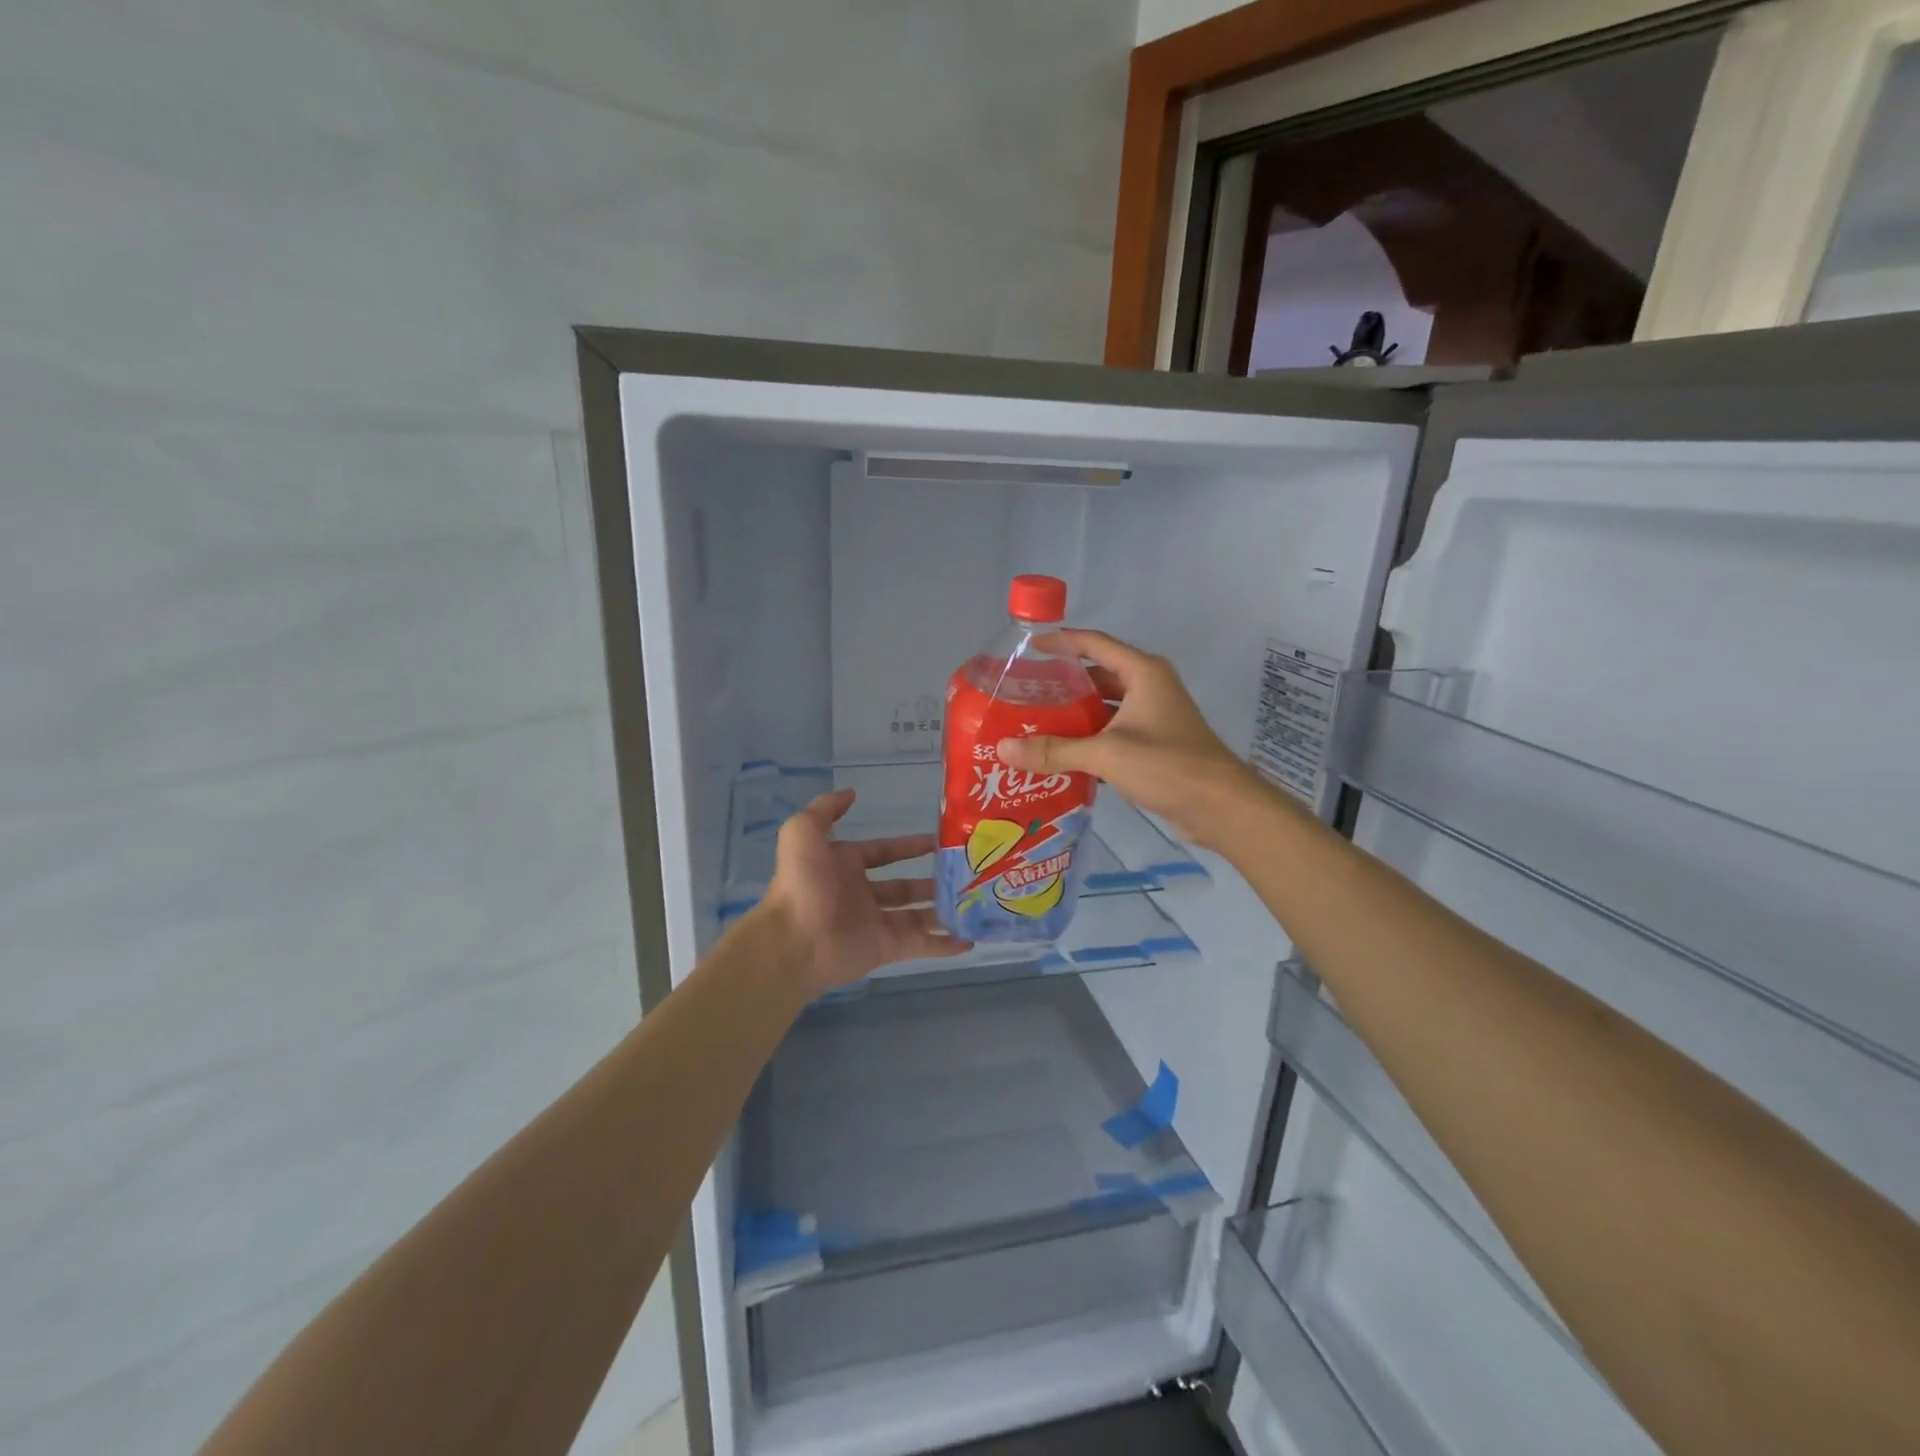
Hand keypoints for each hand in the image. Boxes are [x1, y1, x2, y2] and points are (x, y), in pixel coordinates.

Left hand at [760, 788, 970, 993]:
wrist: (794, 940)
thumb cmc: (803, 884)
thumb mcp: (803, 832)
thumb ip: (826, 809)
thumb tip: (852, 793)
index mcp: (844, 867)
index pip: (882, 852)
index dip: (907, 846)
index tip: (936, 839)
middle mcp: (861, 894)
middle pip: (903, 886)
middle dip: (931, 880)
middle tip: (964, 873)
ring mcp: (876, 923)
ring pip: (917, 915)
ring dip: (942, 910)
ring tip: (974, 902)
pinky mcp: (887, 949)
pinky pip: (921, 944)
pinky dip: (944, 945)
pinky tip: (969, 940)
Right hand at [995, 629, 1264, 848]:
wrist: (1221, 807)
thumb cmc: (1168, 765)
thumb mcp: (1106, 754)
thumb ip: (1054, 750)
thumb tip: (1003, 748)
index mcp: (1142, 673)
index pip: (1095, 644)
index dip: (1062, 642)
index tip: (1029, 647)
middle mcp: (1149, 687)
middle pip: (1097, 676)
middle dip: (1063, 684)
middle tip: (1024, 694)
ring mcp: (1153, 717)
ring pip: (1105, 707)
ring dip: (1074, 715)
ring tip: (1035, 724)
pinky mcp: (1154, 744)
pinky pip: (1113, 732)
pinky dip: (1089, 739)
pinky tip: (1061, 754)